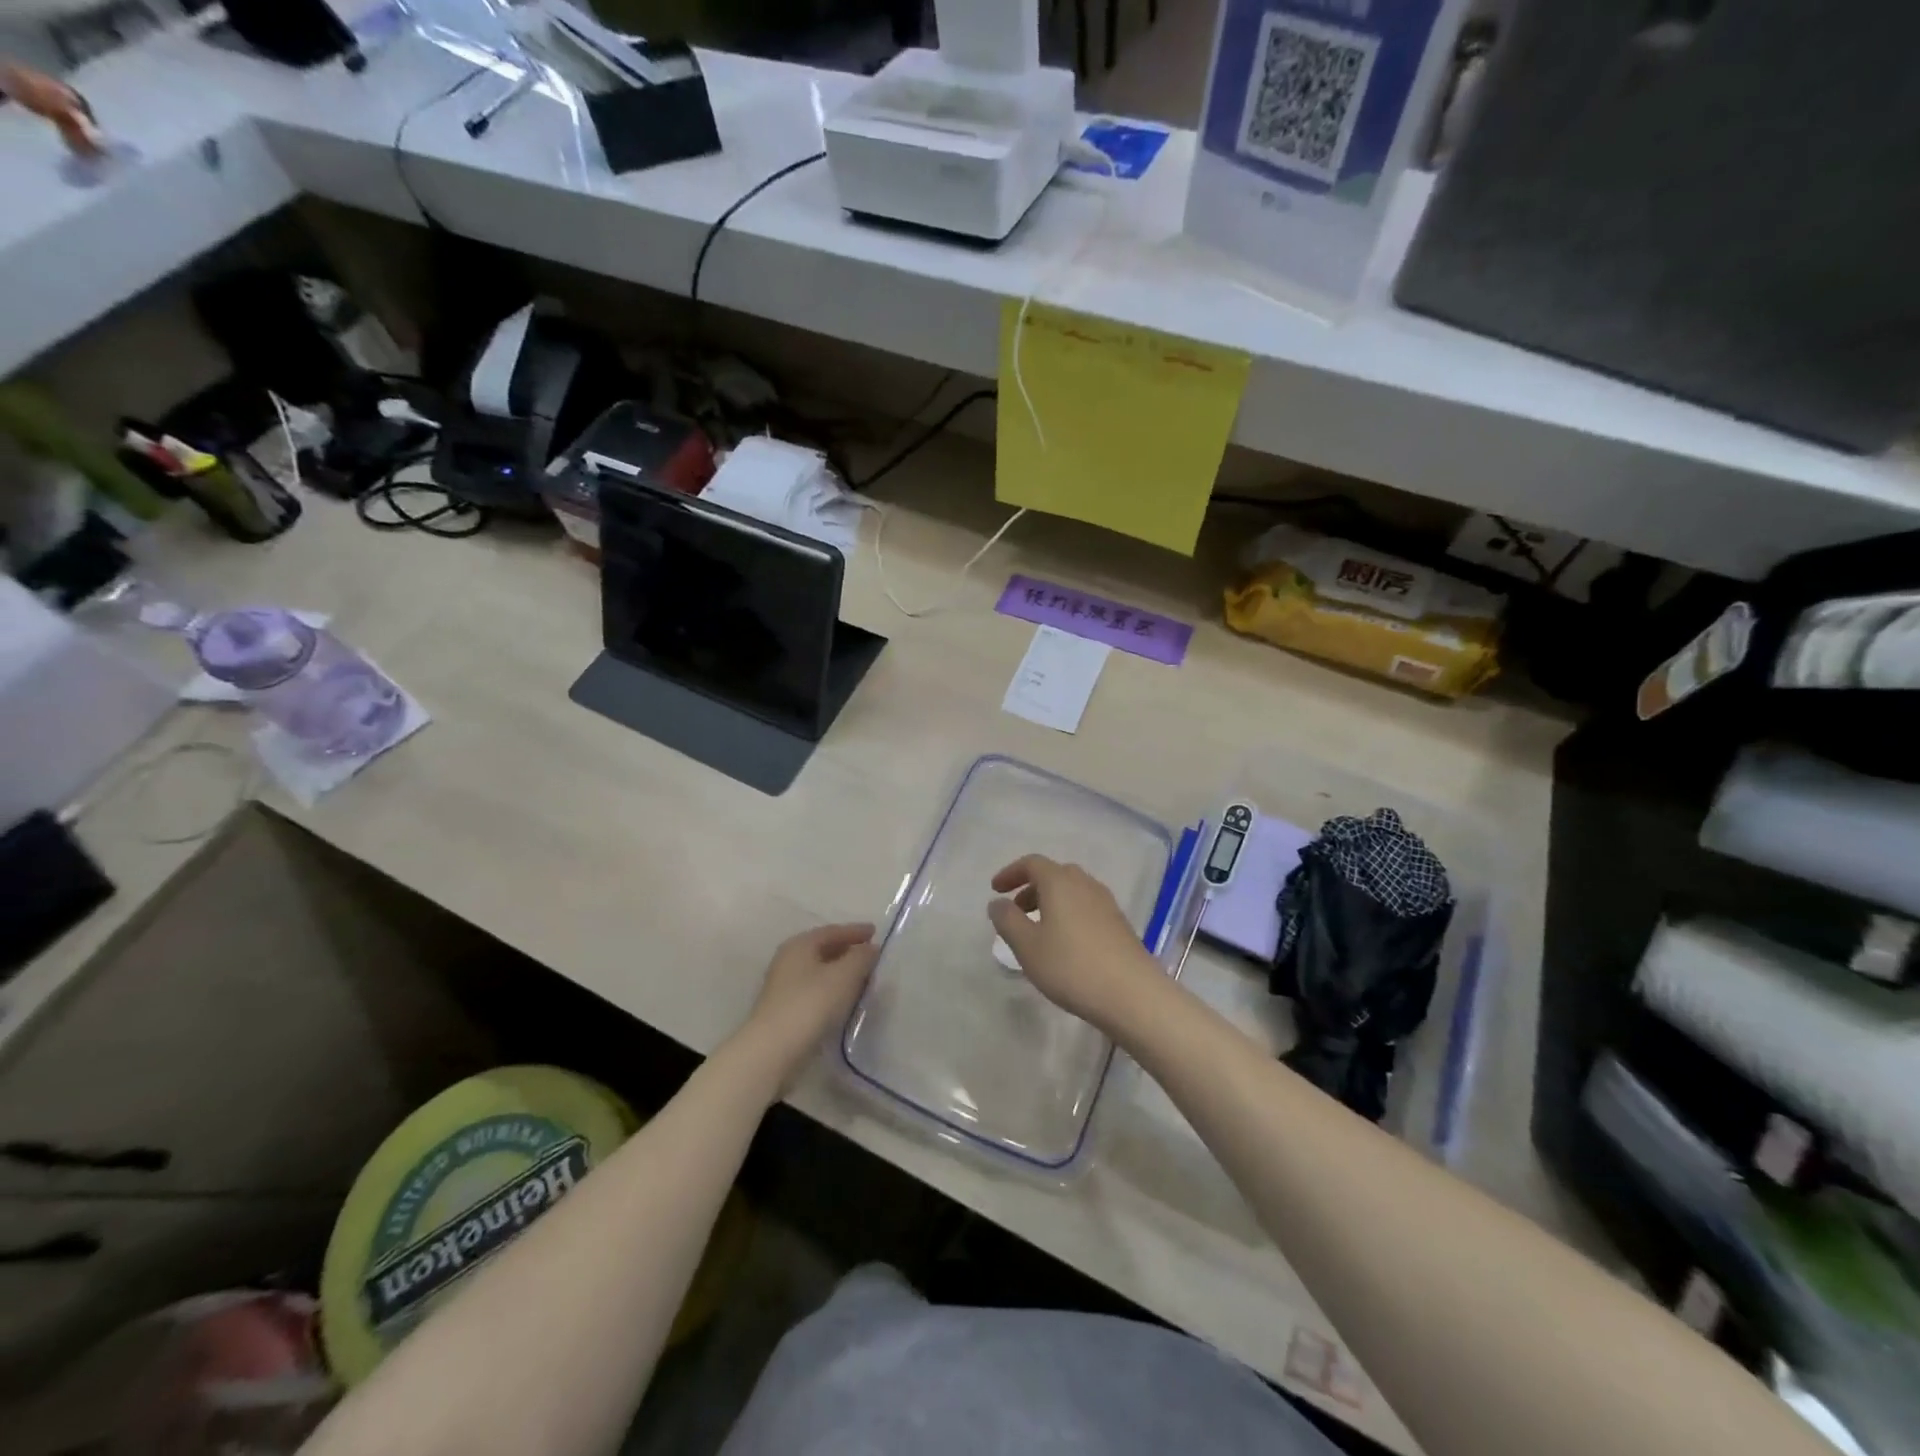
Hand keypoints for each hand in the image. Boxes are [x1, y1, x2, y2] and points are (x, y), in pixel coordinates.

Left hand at [737, 923, 878, 1087]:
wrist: (772, 1051)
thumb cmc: (810, 1004)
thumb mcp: (844, 975)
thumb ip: (861, 957)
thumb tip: (870, 948)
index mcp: (800, 945)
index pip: (832, 931)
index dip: (855, 931)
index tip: (875, 932)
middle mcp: (788, 960)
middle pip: (823, 949)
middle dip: (847, 951)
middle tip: (870, 955)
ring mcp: (783, 987)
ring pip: (819, 971)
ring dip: (840, 972)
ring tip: (862, 978)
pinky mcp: (784, 1010)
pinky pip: (815, 991)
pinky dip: (832, 990)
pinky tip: (844, 1000)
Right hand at [988, 856, 1167, 1034]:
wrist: (1132, 994)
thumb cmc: (1071, 967)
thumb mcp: (1028, 946)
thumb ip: (1007, 921)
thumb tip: (997, 903)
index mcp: (1060, 882)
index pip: (1032, 863)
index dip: (1010, 873)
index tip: (995, 890)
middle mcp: (1085, 884)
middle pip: (1054, 874)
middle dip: (1031, 888)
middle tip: (1016, 911)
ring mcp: (1106, 903)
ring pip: (1072, 891)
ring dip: (1051, 902)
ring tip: (1038, 930)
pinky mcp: (1120, 923)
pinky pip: (1086, 907)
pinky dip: (1068, 914)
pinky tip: (1065, 944)